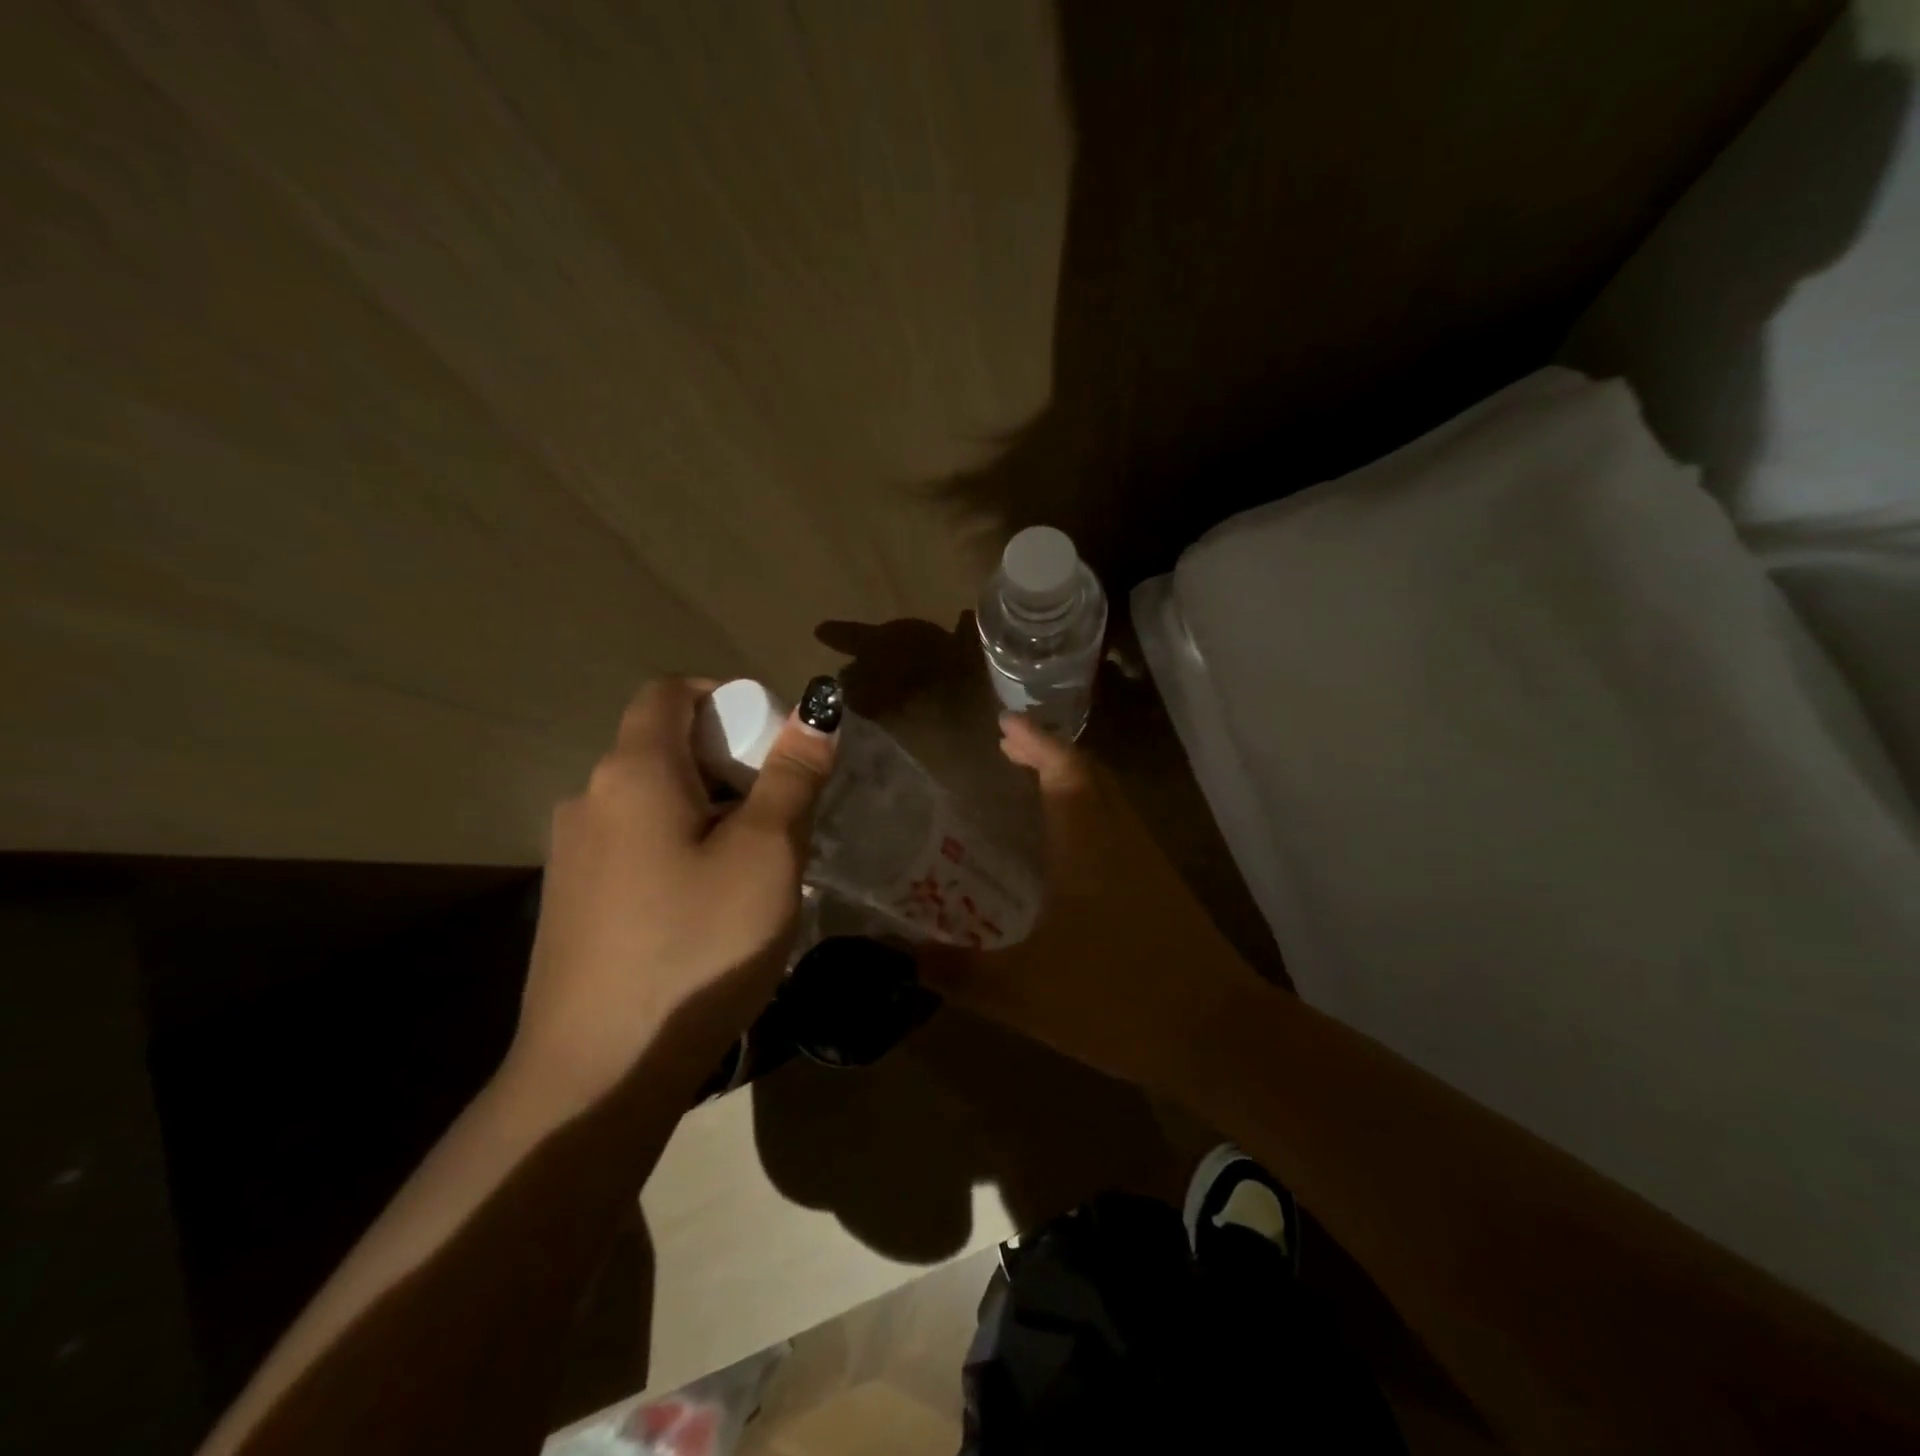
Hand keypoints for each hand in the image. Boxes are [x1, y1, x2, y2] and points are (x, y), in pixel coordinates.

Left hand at [508, 676, 838, 1108]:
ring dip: (708, 811)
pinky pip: (635, 847)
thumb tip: (816, 713)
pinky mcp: (571, 903)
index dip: (724, 696)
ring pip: (653, 802)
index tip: (772, 740)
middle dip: (729, 762)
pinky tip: (707, 908)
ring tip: (754, 866)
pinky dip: (679, 848)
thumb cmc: (697, 947)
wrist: (599, 1074)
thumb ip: (792, 776)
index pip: (669, 691)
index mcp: (633, 772)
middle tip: (781, 813)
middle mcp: (588, 799)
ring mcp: (571, 855)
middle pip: (664, 747)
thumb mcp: (766, 855)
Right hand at [918, 715, 1257, 1092]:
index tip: (1004, 722)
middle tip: (1011, 749)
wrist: (1220, 1036)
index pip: (1062, 768)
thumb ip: (959, 973)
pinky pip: (1121, 831)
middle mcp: (1121, 839)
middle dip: (1050, 754)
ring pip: (1111, 801)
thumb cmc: (1117, 1000)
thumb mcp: (1022, 993)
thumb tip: (903, 959)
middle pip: (1090, 775)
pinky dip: (1091, 816)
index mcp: (1087, 842)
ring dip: (1073, 782)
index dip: (1034, 740)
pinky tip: (1072, 853)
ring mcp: (1150, 864)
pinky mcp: (1166, 892)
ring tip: (1035, 787)